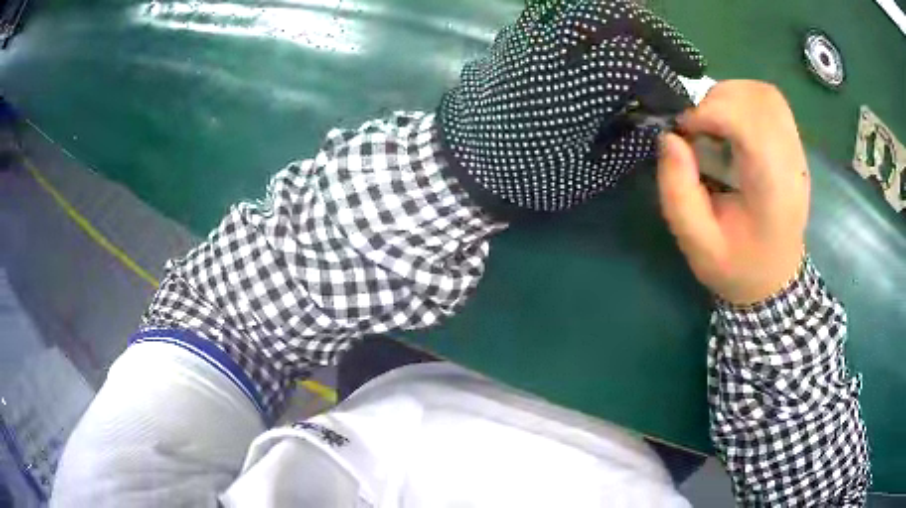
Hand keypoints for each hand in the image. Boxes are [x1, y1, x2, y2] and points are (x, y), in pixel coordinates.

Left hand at [439, 0, 705, 216]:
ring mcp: (527, 36)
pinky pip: (559, 13)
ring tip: (647, 43)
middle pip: (612, 12)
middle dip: (656, 30)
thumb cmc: (523, 177)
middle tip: (680, 56)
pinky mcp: (514, 37)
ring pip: (584, 5)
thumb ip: (629, 144)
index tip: (679, 102)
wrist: (459, 166)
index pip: (635, 61)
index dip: (667, 80)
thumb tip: (658, 121)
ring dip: (624, 19)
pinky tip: (605, 42)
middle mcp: (549, 49)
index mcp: (570, 89)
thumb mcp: (585, 175)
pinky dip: (592, 22)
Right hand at [656, 80, 808, 304]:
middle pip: (760, 99)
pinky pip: (772, 104)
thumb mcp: (697, 244)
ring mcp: (798, 154)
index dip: (711, 112)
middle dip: (719, 100)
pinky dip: (745, 101)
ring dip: (732, 96)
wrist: (774, 282)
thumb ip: (677, 192)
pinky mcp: (795, 148)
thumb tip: (669, 136)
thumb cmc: (737, 267)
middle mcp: (792, 165)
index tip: (685, 130)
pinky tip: (732, 124)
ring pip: (767, 94)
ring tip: (714, 122)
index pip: (750, 124)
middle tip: (699, 126)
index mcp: (773, 191)